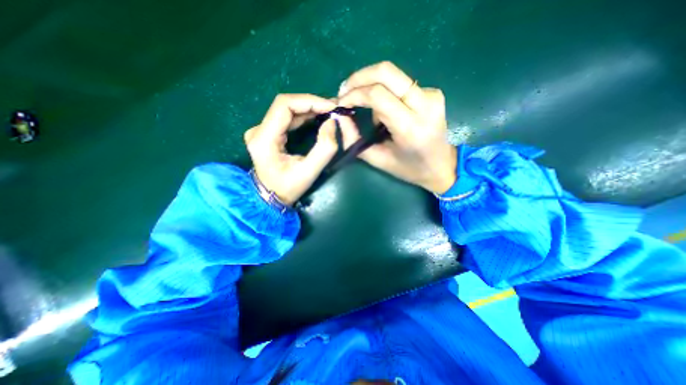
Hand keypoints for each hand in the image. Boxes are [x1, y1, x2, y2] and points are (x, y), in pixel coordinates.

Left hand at [246, 93, 338, 205]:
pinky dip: (303, 116)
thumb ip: (324, 148)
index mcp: (264, 139)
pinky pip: (286, 118)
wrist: (271, 198)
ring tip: (329, 111)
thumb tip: (332, 122)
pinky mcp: (267, 133)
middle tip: (333, 108)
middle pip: (285, 105)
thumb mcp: (309, 173)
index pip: (284, 105)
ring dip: (309, 109)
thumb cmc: (288, 188)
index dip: (309, 101)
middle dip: (311, 104)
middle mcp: (258, 130)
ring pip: (287, 110)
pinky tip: (317, 117)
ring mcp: (261, 130)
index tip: (330, 107)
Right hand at [337, 61, 454, 193]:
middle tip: (345, 90)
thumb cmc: (408, 168)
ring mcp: (432, 95)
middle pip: (386, 72)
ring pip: (392, 75)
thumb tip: (340, 116)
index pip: (377, 95)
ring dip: (371, 86)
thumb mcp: (377, 159)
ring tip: (364, 106)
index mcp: (410, 128)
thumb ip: (355, 139)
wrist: (441, 165)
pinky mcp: (433, 92)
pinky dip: (385, 92)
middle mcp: (424, 105)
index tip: (341, 102)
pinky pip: (400, 83)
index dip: (354, 94)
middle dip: (360, 77)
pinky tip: (383, 109)